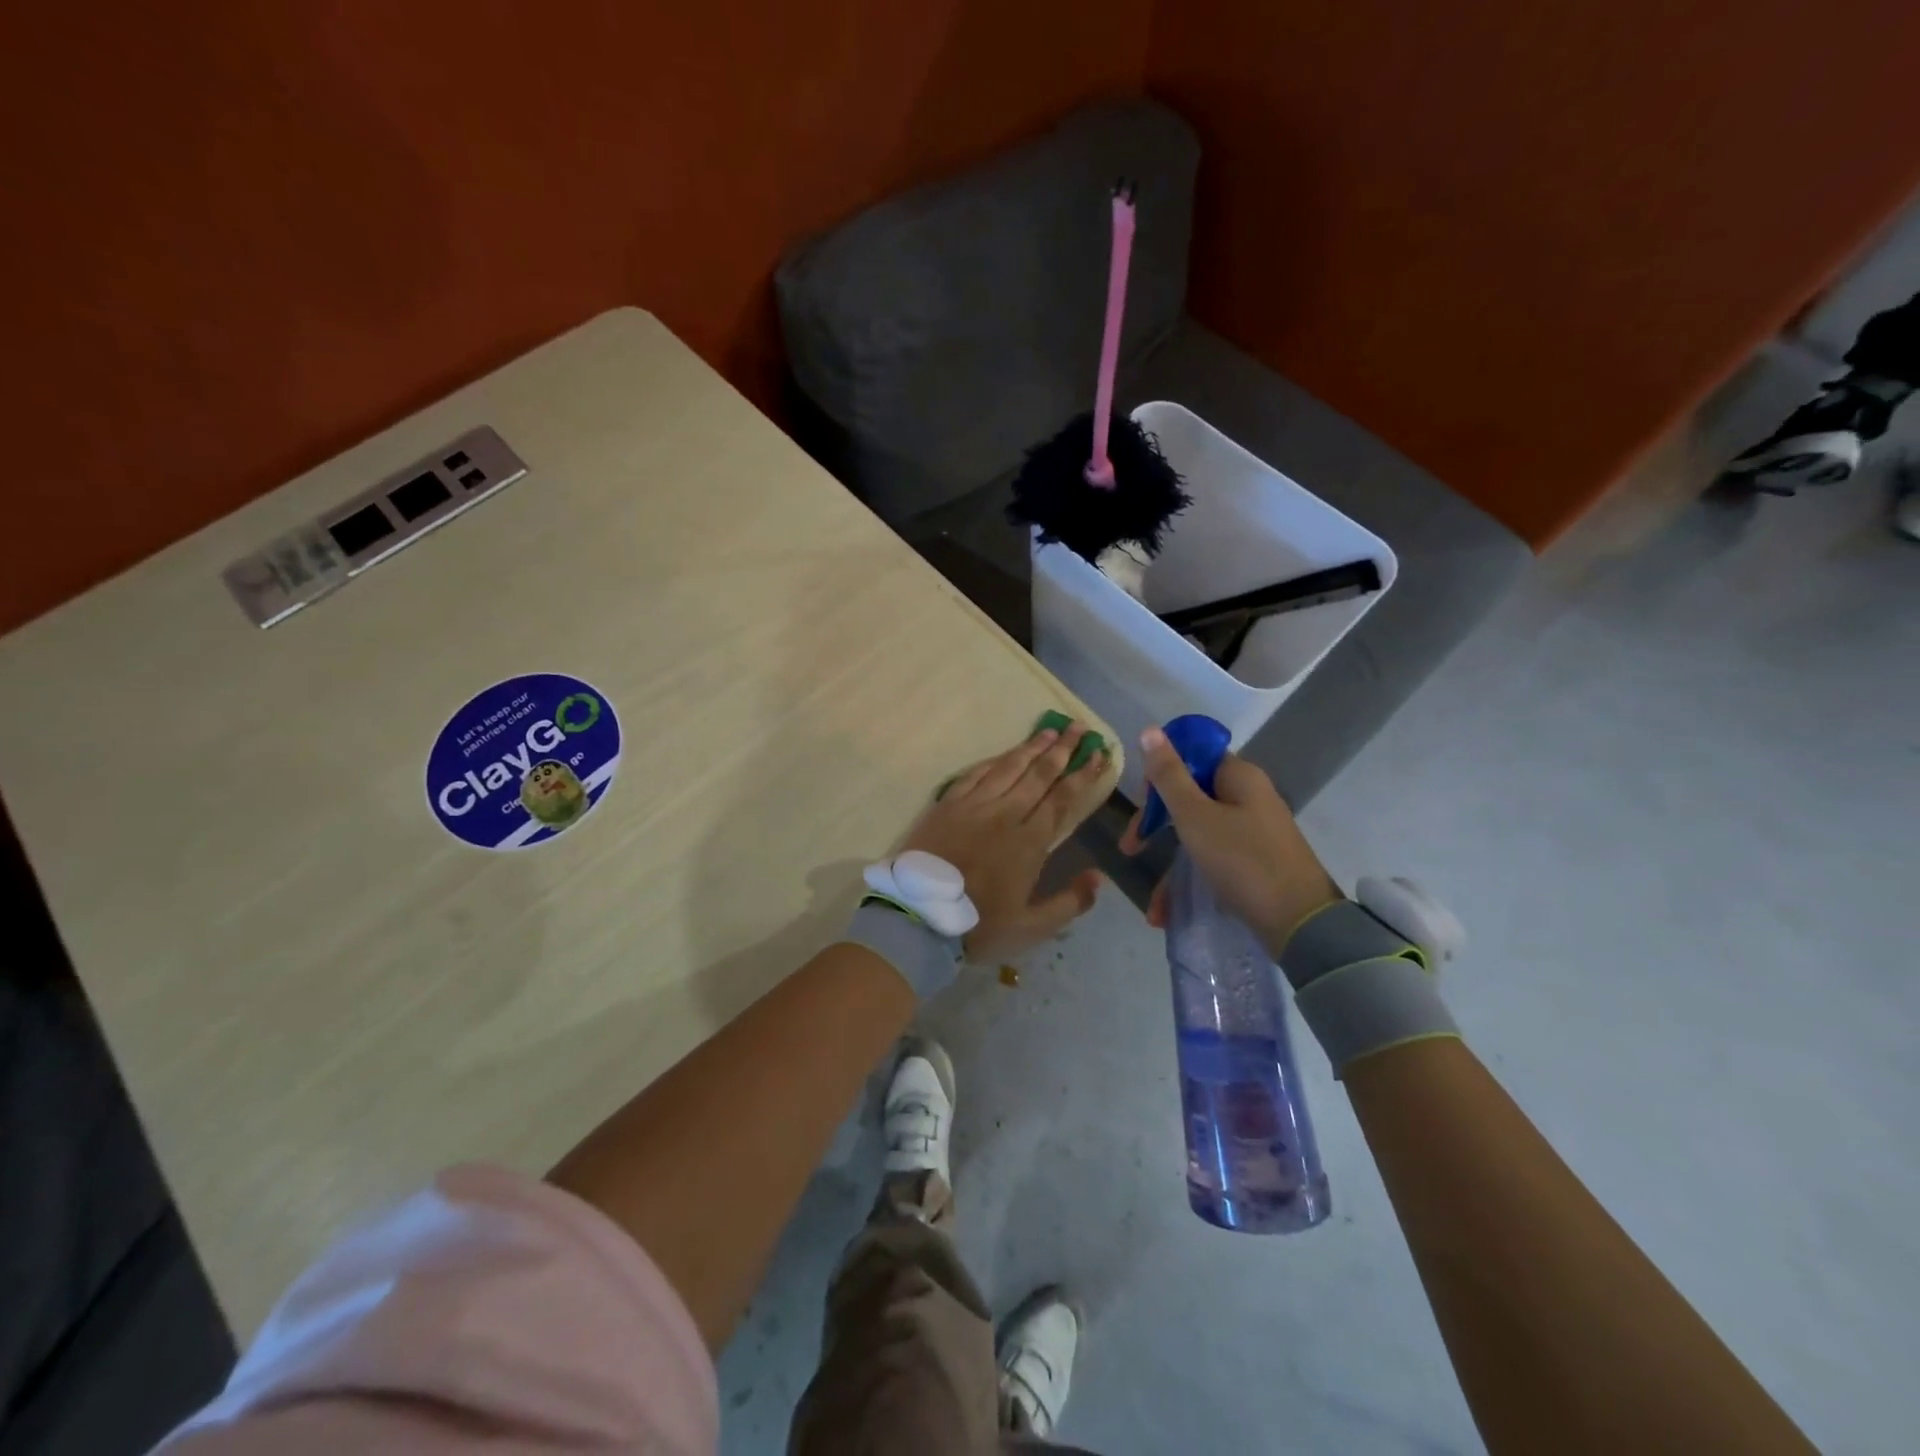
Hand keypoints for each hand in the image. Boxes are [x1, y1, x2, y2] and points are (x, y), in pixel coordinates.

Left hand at [903, 722, 1110, 959]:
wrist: (918, 916)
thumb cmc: (977, 924)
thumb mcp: (1031, 928)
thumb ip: (1069, 903)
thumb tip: (1099, 877)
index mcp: (1029, 842)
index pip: (1063, 799)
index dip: (1083, 775)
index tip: (1098, 754)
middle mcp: (1005, 814)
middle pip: (1039, 774)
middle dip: (1063, 749)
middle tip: (1079, 727)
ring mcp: (973, 806)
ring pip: (1008, 768)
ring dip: (1031, 747)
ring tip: (1050, 730)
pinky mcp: (947, 805)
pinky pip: (974, 774)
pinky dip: (993, 760)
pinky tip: (1004, 753)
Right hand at [1119, 726, 1340, 954]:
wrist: (1301, 924)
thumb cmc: (1242, 860)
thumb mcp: (1195, 816)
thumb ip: (1169, 775)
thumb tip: (1149, 728)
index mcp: (1239, 777)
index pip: (1192, 757)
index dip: (1161, 774)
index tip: (1141, 801)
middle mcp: (1249, 798)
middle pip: (1190, 797)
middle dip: (1155, 825)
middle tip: (1130, 847)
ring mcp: (1254, 832)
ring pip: (1198, 835)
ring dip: (1170, 865)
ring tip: (1152, 905)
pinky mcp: (1255, 863)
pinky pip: (1213, 862)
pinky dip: (1190, 882)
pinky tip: (1167, 913)